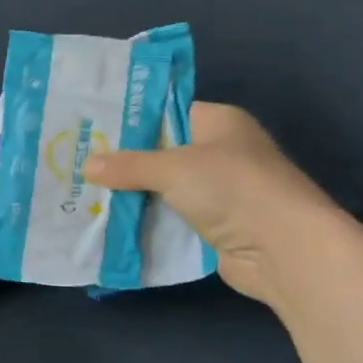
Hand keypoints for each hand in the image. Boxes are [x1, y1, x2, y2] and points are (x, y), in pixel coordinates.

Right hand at [84, 102, 341, 306]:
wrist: (284, 250)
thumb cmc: (232, 188)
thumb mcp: (172, 168)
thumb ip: (128, 166)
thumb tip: (86, 165)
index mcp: (219, 122)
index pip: (168, 112)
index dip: (131, 120)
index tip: (91, 128)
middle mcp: (220, 153)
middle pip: (162, 153)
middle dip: (124, 162)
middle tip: (78, 163)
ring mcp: (219, 193)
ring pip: (164, 189)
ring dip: (132, 196)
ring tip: (84, 193)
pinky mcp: (214, 227)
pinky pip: (171, 220)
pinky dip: (146, 223)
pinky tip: (110, 223)